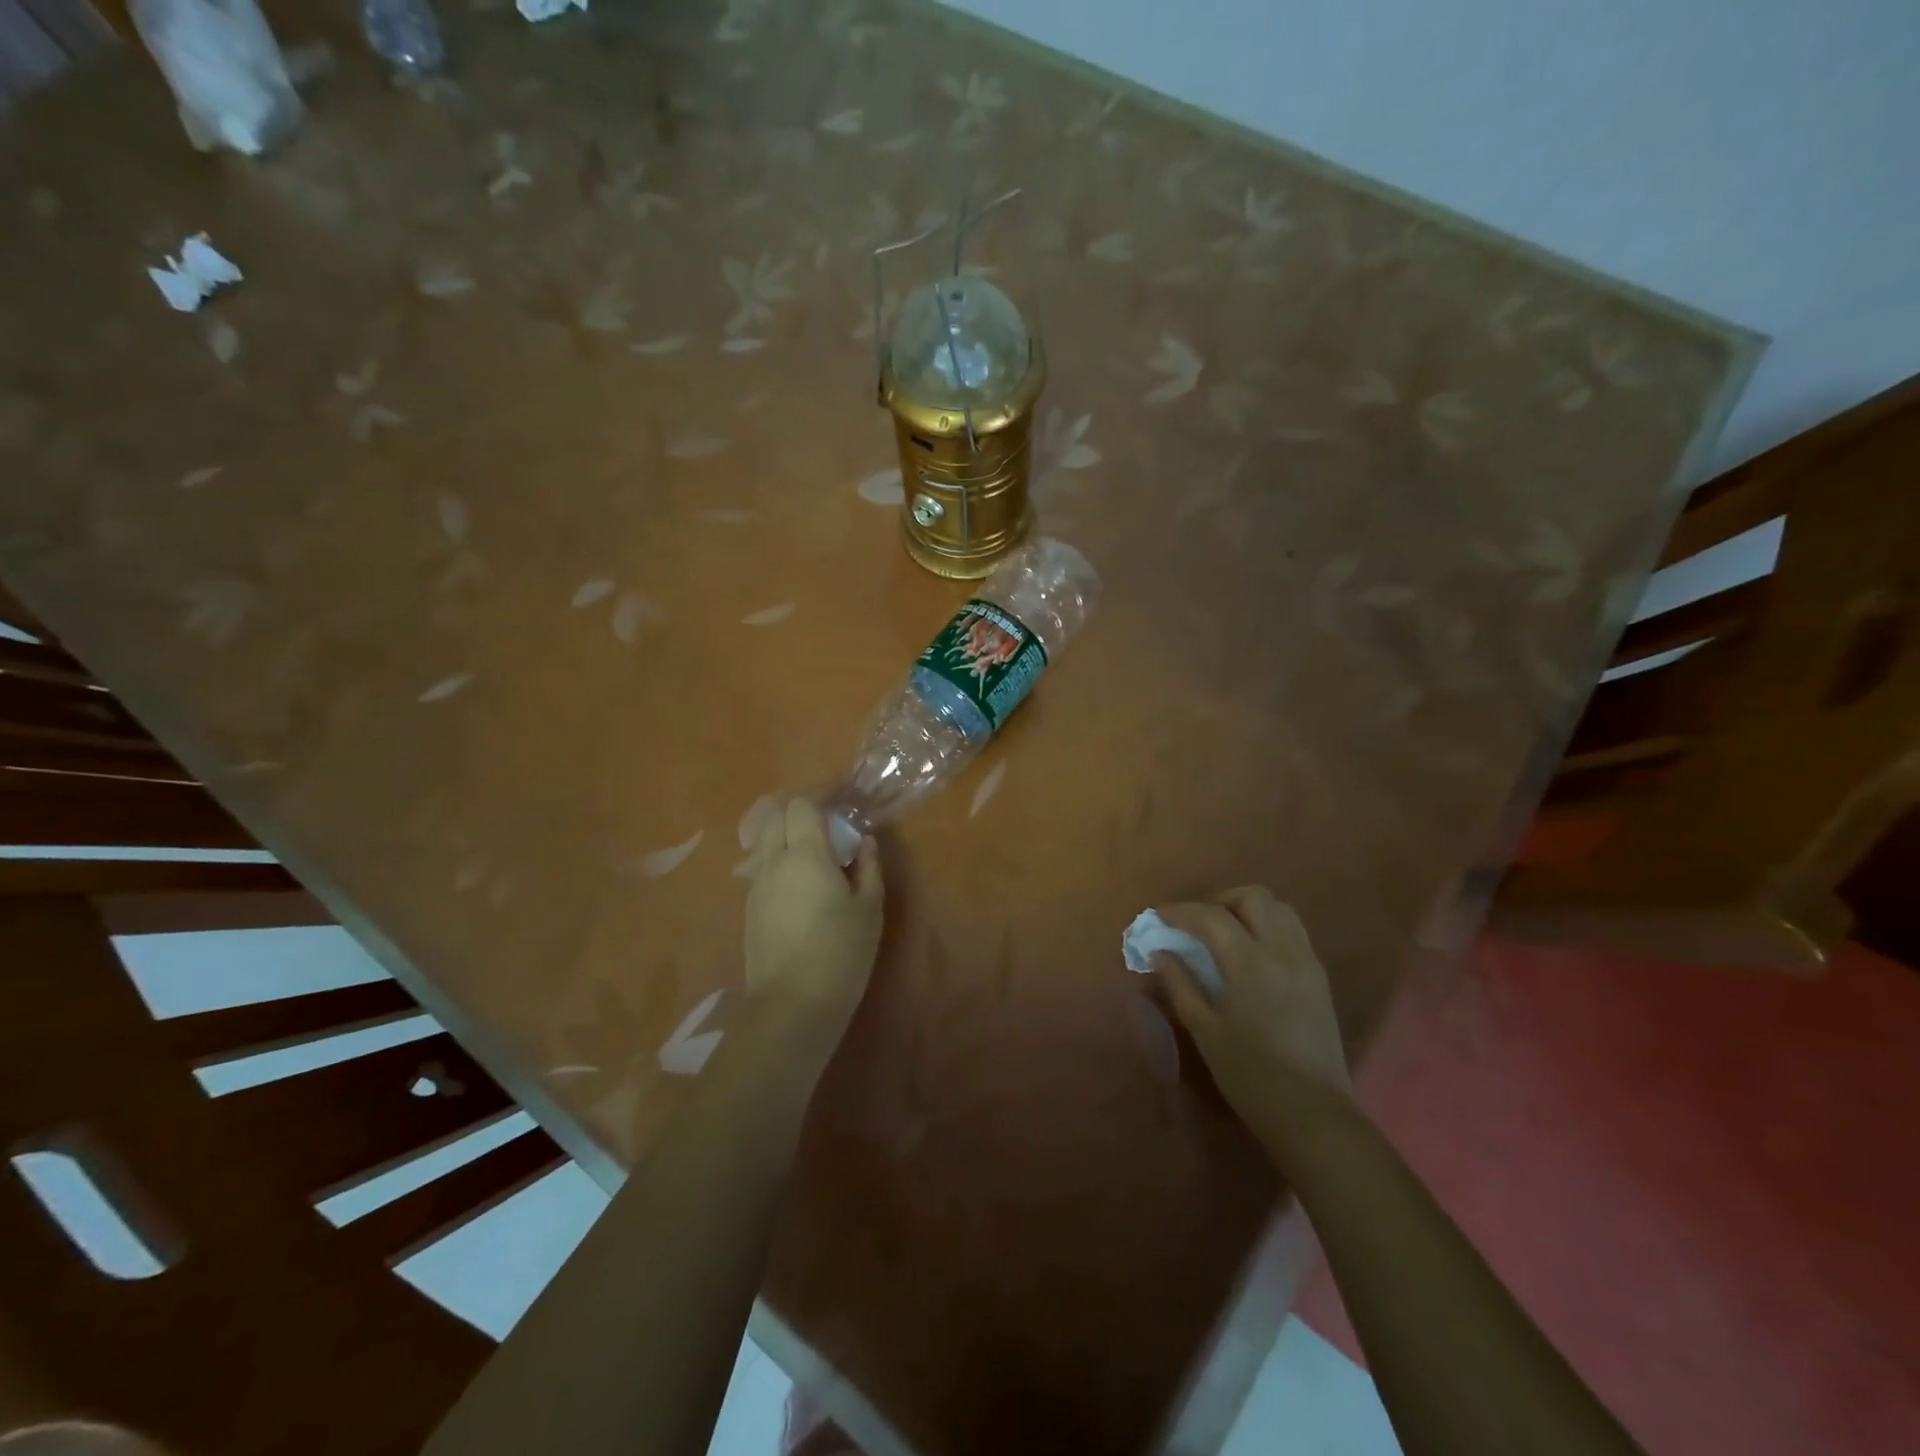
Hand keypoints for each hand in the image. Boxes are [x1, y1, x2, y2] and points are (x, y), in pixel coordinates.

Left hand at [744, 799, 884, 1050]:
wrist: (791, 1007)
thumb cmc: (840, 954)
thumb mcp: (869, 910)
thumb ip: (868, 869)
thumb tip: (865, 843)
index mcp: (804, 855)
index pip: (802, 805)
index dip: (821, 796)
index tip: (842, 801)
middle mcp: (772, 862)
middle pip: (774, 815)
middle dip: (799, 809)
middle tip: (828, 821)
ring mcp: (755, 885)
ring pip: (762, 840)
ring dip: (784, 832)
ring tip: (813, 849)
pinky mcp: (748, 908)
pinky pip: (760, 865)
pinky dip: (777, 857)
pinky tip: (799, 880)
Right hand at [1154, 887, 1354, 1143]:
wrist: (1313, 1114)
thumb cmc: (1250, 1076)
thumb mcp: (1205, 1030)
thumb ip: (1180, 984)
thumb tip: (1159, 952)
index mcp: (1250, 965)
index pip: (1211, 916)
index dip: (1180, 911)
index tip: (1157, 917)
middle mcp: (1283, 952)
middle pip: (1253, 897)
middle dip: (1218, 900)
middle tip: (1195, 923)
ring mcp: (1307, 962)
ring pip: (1279, 908)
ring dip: (1246, 908)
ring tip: (1223, 932)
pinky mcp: (1319, 977)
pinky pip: (1293, 930)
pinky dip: (1267, 926)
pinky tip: (1250, 952)